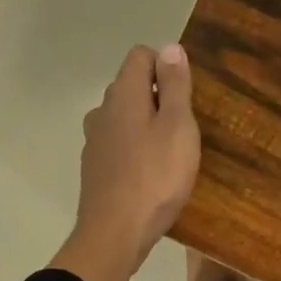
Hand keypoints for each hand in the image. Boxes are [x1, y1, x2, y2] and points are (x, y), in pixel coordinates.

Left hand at [50, 44, 200, 280]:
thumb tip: (170, 47)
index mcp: (123, 94)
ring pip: (122, 119)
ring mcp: (94, 142)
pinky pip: (117, 147)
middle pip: (130, 87)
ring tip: (168, 154)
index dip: (165, 66)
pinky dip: (133, 151)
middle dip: (157, 97)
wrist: (115, 233)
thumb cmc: (155, 178)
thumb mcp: (178, 128)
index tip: (186, 95)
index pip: (140, 56)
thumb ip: (175, 86)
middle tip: (184, 128)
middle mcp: (102, 111)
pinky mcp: (94, 170)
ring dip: (144, 126)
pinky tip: (149, 176)